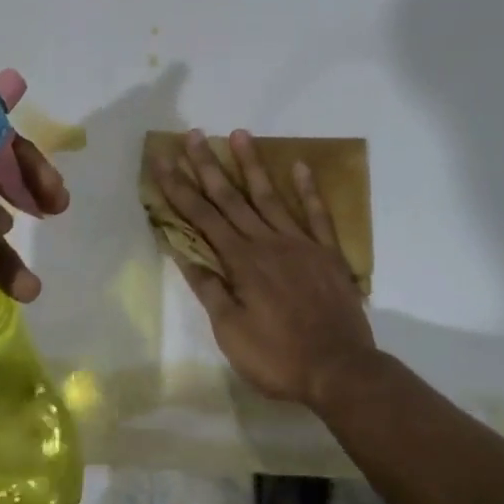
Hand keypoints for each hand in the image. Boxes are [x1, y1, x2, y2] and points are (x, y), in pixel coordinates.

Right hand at [151, 128, 375, 410]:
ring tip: (239, 134)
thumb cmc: (278, 358)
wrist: (340, 370)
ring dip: (252, 164)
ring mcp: (300, 243)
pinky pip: (317, 214)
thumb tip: (183, 252)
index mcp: (240, 261)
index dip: (179, 188)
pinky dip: (308, 189)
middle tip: (193, 135)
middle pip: (230, 198)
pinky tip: (299, 165)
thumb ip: (209, 288)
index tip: (164, 160)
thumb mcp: (230, 332)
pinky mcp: (327, 252)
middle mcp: (267, 242)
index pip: (201, 217)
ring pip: (270, 196)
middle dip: (208, 166)